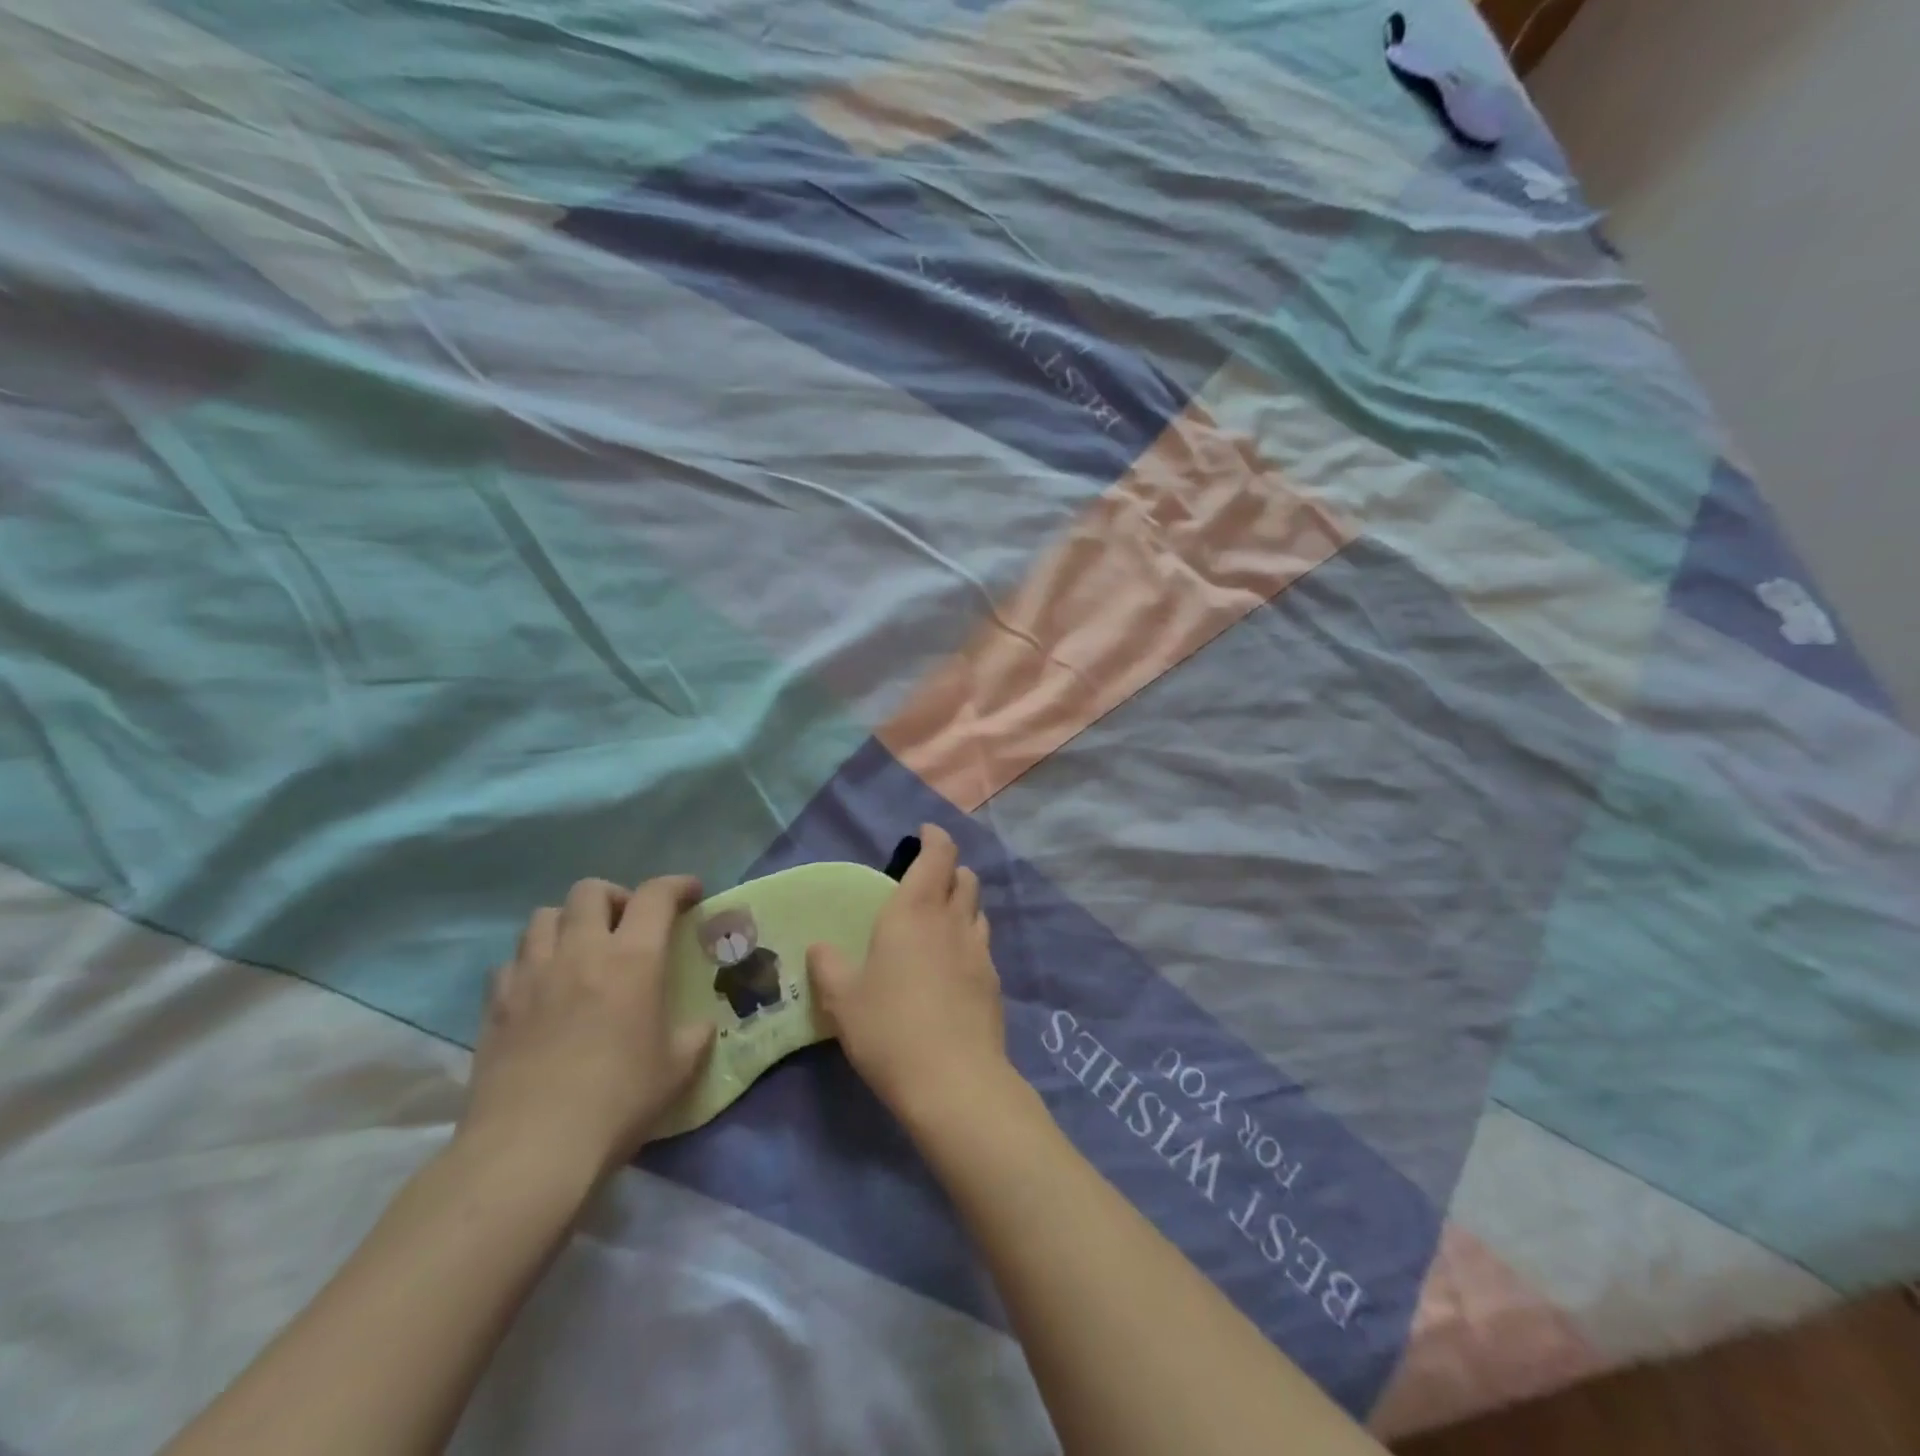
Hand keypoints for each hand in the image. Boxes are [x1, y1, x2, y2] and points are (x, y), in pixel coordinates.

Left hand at [459, 876, 712, 1182]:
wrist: (530, 1149)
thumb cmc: (617, 1101)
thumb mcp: (677, 1069)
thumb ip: (693, 1037)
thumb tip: (700, 1026)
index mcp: (632, 959)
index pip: (655, 895)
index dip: (676, 885)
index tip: (690, 892)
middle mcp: (580, 952)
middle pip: (590, 891)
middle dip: (615, 897)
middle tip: (627, 924)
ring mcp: (531, 975)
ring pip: (544, 916)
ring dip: (568, 922)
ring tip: (581, 949)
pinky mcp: (495, 1005)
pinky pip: (511, 961)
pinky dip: (531, 962)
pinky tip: (542, 988)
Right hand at [807, 824, 1010, 1121]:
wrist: (953, 1080)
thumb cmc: (889, 1028)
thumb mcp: (843, 999)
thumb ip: (828, 966)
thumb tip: (819, 946)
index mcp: (914, 911)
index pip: (938, 854)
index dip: (935, 838)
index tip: (924, 834)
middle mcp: (952, 920)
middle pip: (965, 876)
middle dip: (950, 870)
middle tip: (927, 882)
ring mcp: (979, 950)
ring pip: (978, 909)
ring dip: (962, 904)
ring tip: (940, 922)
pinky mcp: (994, 981)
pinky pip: (982, 944)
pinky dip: (969, 940)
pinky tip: (953, 966)